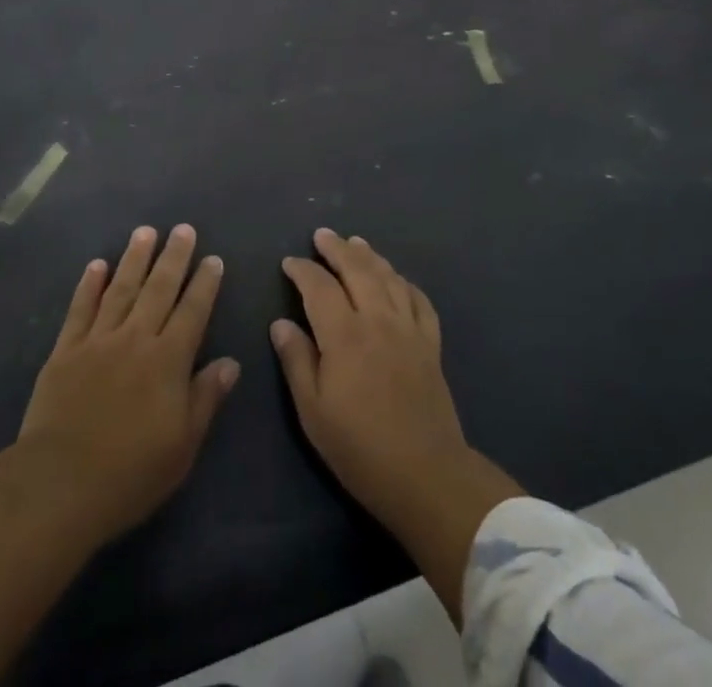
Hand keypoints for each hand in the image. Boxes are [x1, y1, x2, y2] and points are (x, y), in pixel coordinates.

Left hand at [0, 226, 236, 686]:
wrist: (61, 483)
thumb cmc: (131, 472)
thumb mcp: (183, 445)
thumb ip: (206, 398)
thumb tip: (231, 362)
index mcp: (168, 361)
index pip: (193, 312)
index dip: (204, 284)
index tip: (213, 259)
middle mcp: (136, 339)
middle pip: (159, 289)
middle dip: (173, 257)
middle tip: (183, 228)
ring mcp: (98, 340)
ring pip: (121, 289)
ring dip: (134, 259)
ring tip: (145, 232)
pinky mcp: (66, 350)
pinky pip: (80, 309)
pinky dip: (89, 285)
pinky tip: (97, 264)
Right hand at [272, 228, 520, 621]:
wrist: (426, 476)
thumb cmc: (360, 448)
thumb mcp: (313, 412)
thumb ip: (296, 361)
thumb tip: (280, 323)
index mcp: (344, 335)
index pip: (319, 286)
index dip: (302, 270)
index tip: (289, 263)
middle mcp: (378, 320)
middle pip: (357, 269)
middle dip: (337, 248)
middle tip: (322, 235)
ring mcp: (409, 330)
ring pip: (389, 277)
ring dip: (370, 256)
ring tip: (356, 242)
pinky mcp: (431, 344)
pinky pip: (419, 300)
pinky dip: (405, 283)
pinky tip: (397, 279)